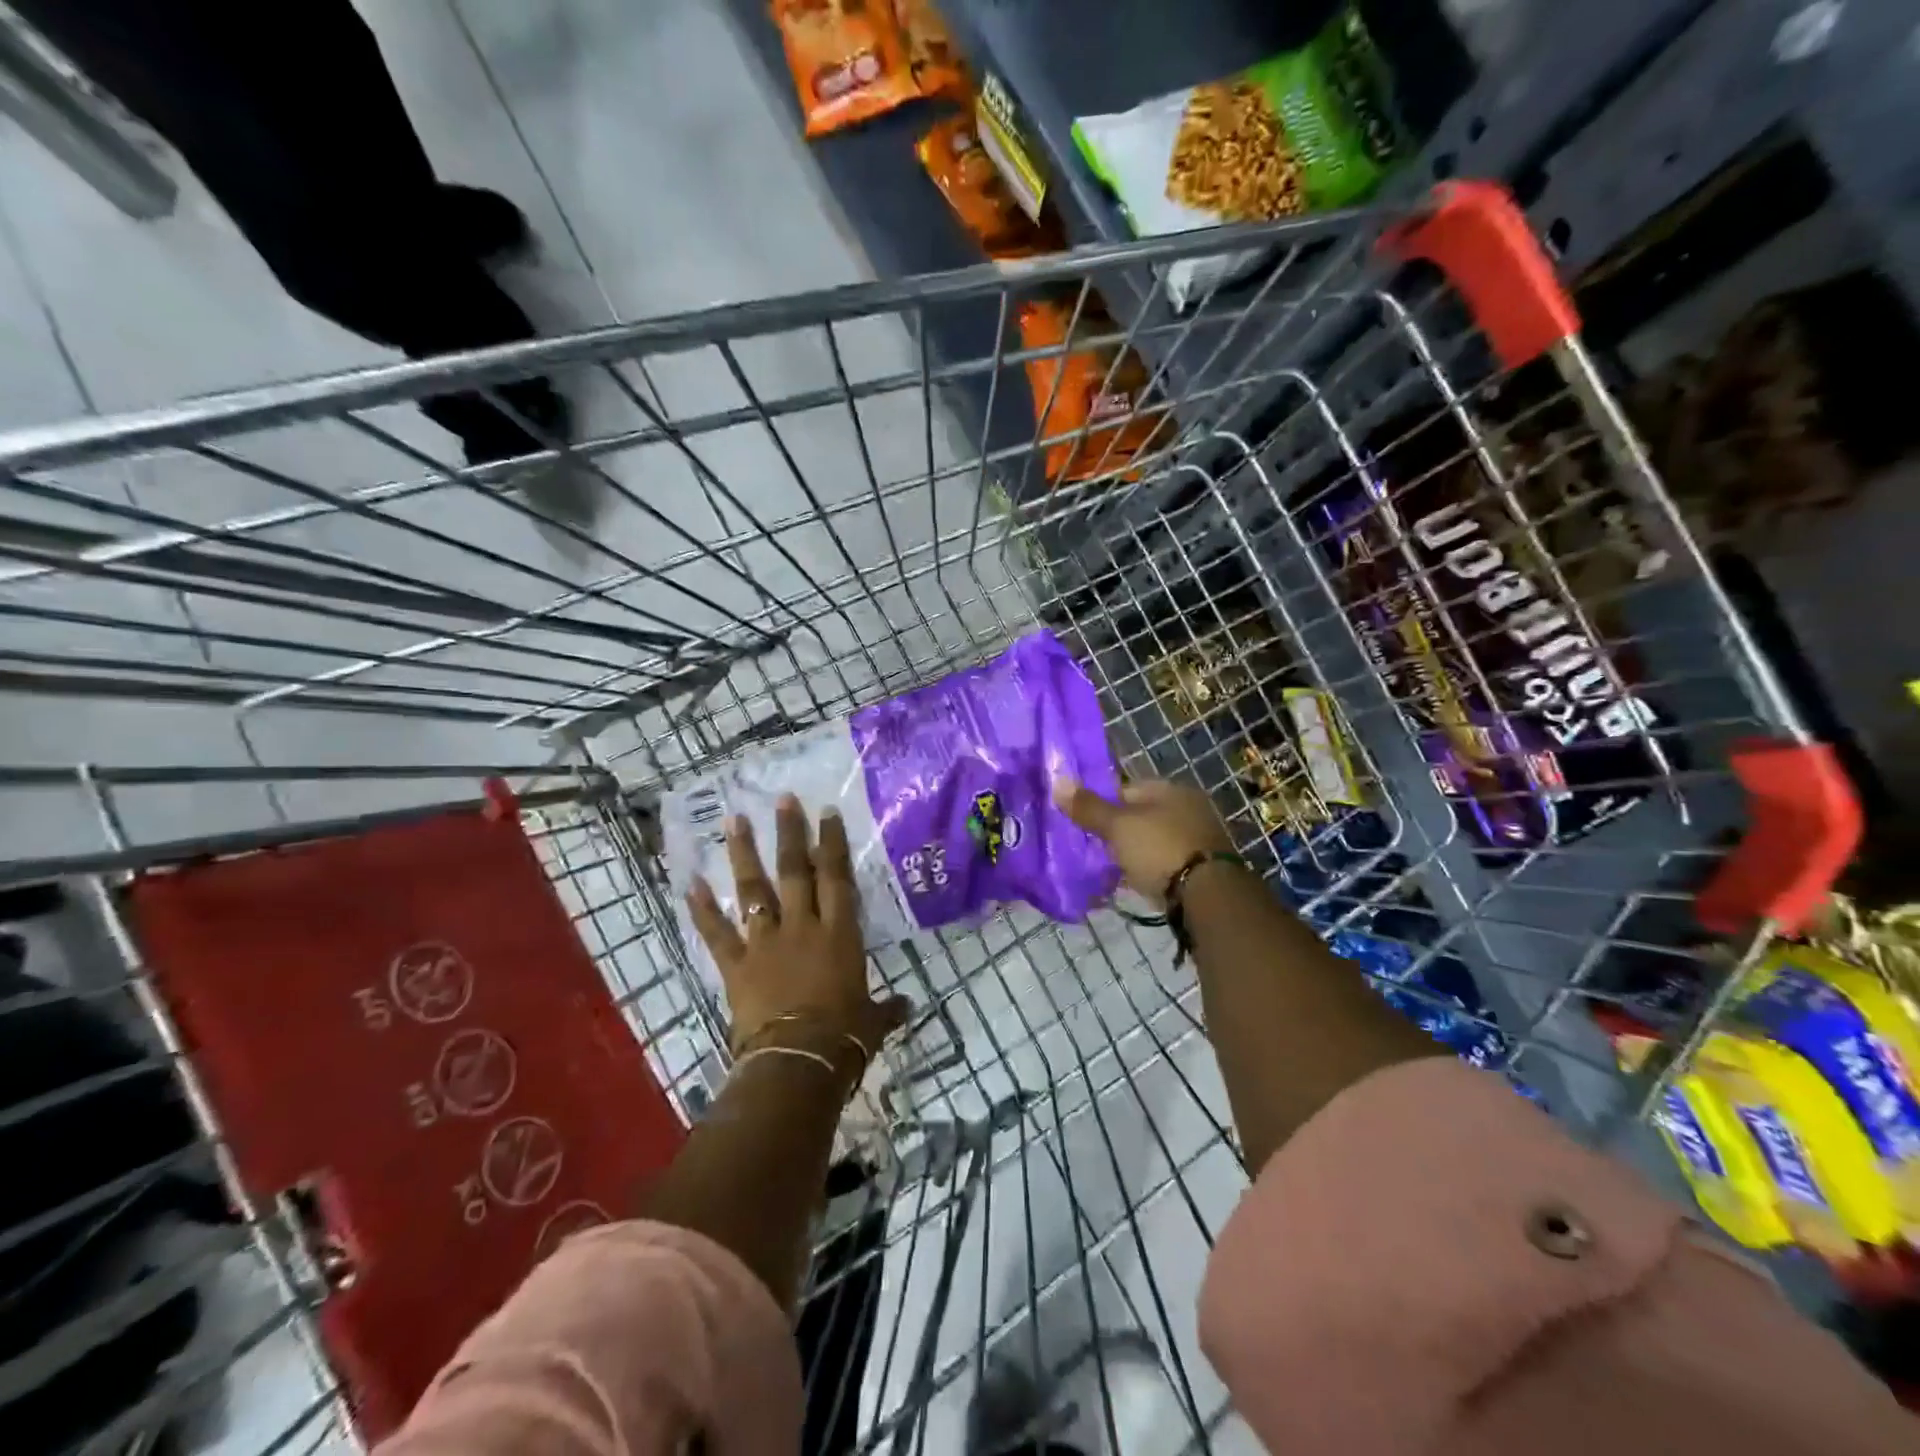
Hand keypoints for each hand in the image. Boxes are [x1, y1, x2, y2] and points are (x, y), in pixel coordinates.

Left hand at [686, 794, 909, 1062]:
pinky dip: (702, 908)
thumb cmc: (844, 1037)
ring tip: (733, 820)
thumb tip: (906, 1007)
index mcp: (838, 933)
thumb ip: (886, 1009)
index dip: (831, 843)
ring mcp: (765, 943)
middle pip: (794, 871)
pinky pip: (716, 932)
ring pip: (753, 890)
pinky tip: (691, 882)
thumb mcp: (872, 1021)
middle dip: (789, 833)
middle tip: (782, 799)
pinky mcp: (736, 965)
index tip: (826, 812)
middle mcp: (802, 927)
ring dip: (743, 854)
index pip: (836, 877)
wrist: (798, 1061)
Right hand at [1052, 776, 1235, 907]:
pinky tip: (1133, 882)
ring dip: (1133, 852)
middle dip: (1117, 830)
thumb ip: (1089, 808)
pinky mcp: (1201, 867)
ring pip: (1152, 840)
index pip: (1126, 788)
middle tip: (1094, 847)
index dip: (1101, 803)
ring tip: (1109, 868)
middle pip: (1140, 815)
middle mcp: (1188, 808)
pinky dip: (1148, 869)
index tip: (1083, 823)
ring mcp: (1197, 838)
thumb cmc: (1159, 849)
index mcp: (1170, 789)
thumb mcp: (1118, 827)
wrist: (1207, 895)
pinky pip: (1164, 862)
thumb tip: (1058, 781)